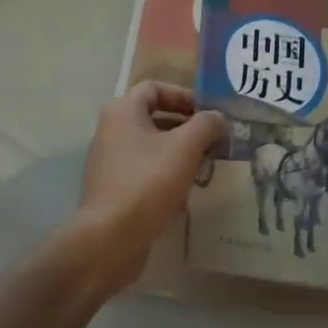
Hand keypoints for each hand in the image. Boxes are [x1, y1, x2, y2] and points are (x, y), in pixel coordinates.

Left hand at [75, 82, 224, 297]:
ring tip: (205, 166)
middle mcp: (111, 130)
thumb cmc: (148, 182)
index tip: (208, 114)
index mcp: (122, 111)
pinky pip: (144, 171)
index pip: (155, 88)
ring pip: (151, 146)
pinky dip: (165, 174)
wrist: (109, 239)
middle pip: (154, 117)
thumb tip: (218, 118)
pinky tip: (186, 192)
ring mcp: (109, 161)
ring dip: (179, 152)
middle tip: (213, 140)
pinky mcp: (112, 189)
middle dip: (186, 126)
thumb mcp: (186, 147)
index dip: (184, 96)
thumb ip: (206, 124)